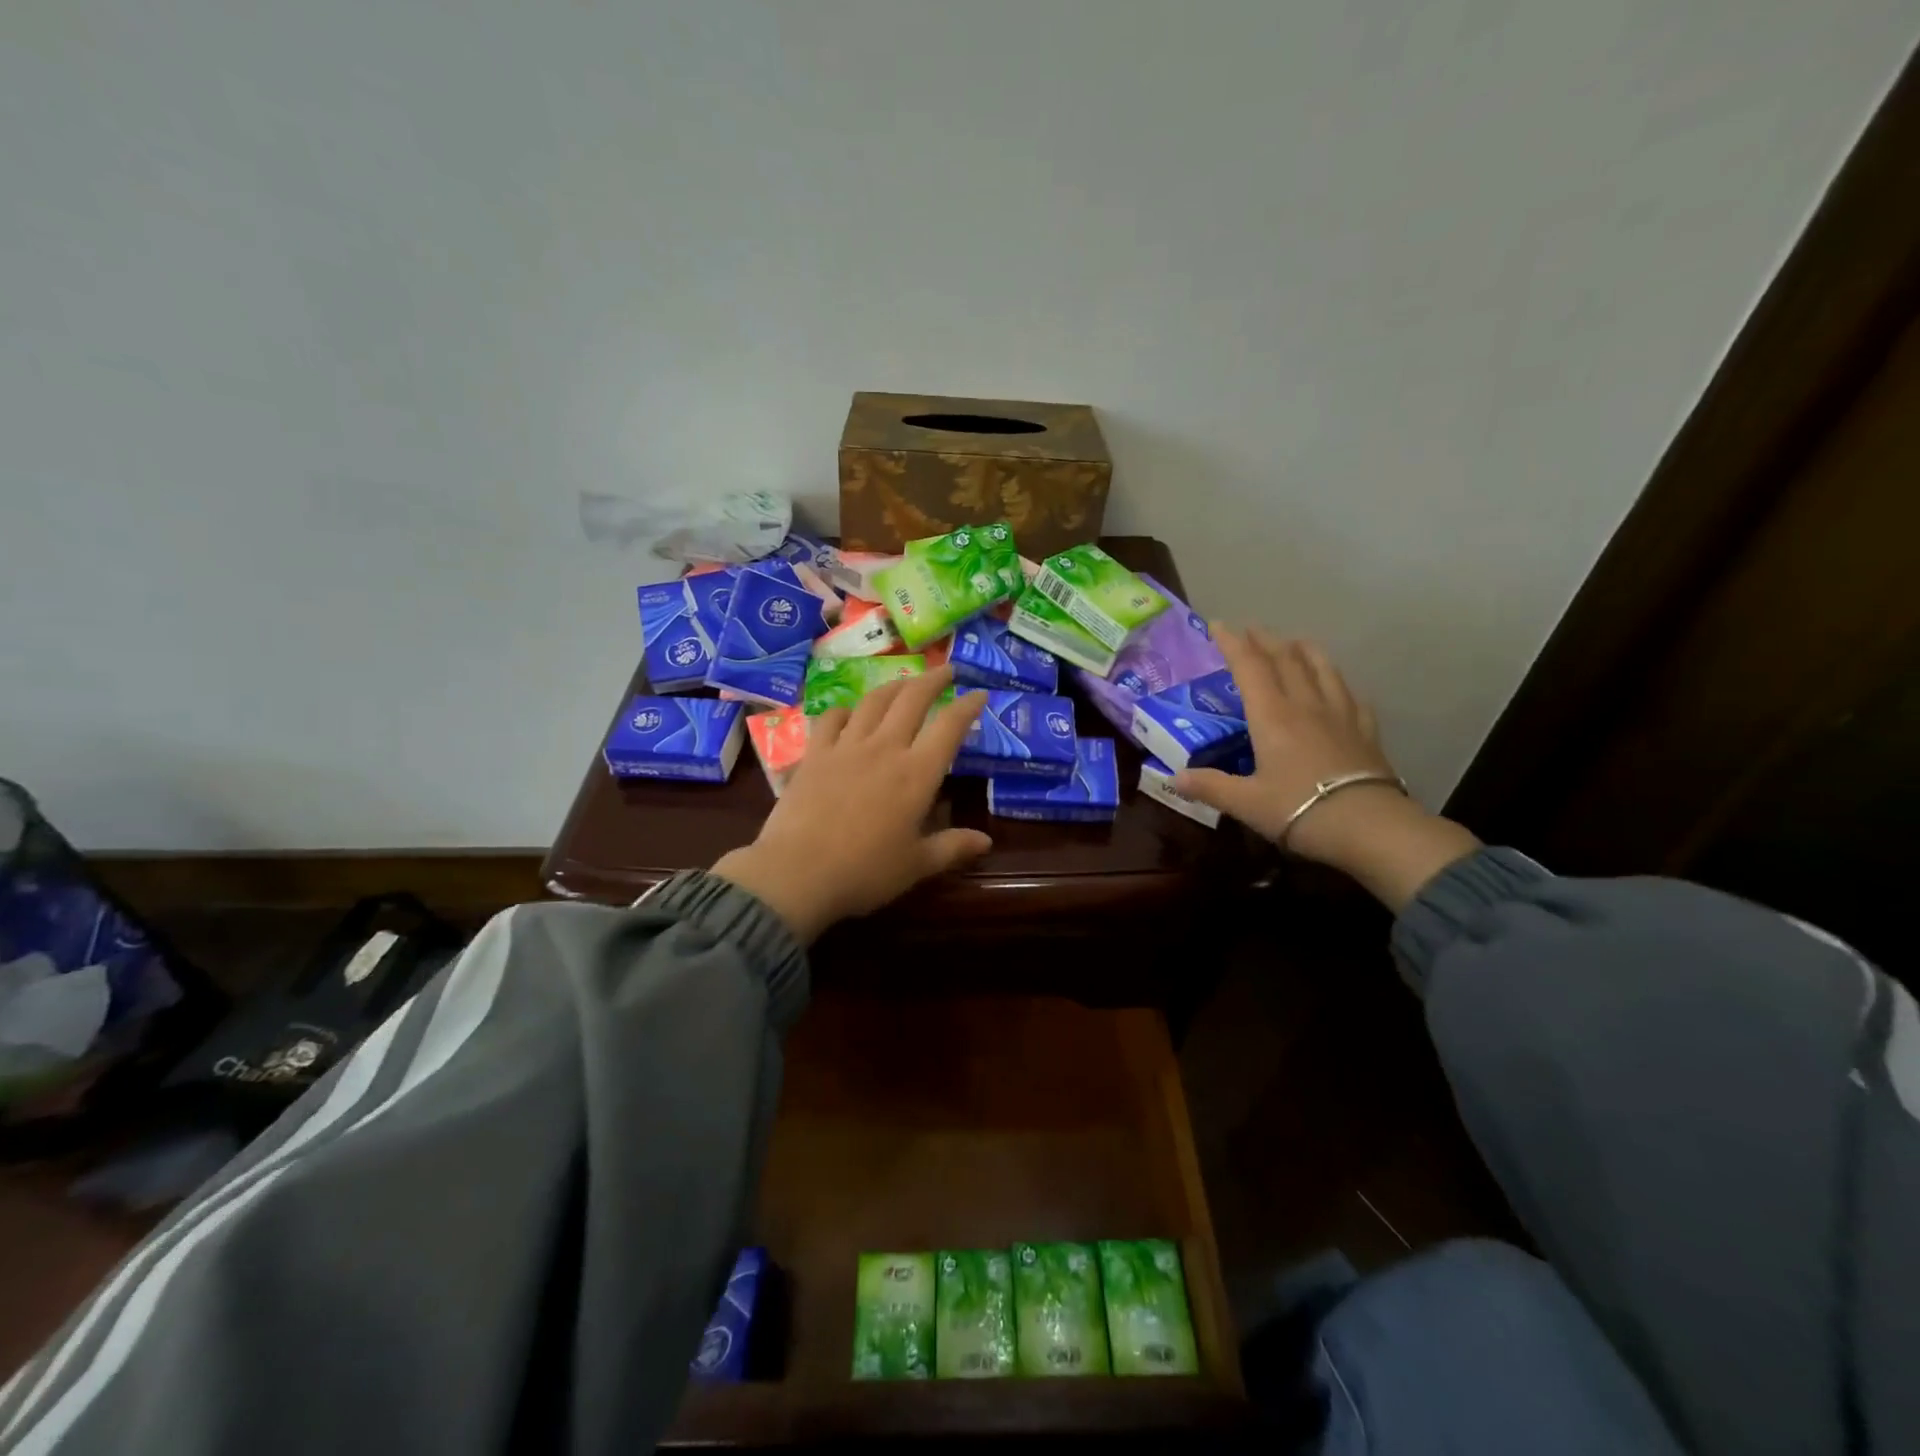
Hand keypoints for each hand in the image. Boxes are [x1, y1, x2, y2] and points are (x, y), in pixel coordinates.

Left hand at [712, 669, 992, 942]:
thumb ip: (952, 847)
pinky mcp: (814, 754)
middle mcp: (884, 749)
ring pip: (873, 702)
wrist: (797, 873)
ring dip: (893, 686)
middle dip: (933, 680)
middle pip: (912, 699)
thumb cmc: (864, 872)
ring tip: (904, 682)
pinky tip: (848, 713)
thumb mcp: (917, 865)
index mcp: (916, 774)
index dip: (967, 706)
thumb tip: (986, 841)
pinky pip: (831, 719)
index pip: (949, 726)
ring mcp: (845, 747)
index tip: (979, 694)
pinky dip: (845, 710)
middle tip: (946, 670)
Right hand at [1173, 629, 1479, 909]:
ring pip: (1321, 668)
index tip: (1218, 625)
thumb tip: (1174, 778)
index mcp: (1272, 716)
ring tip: (1292, 643)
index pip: (1249, 666)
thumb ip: (1210, 787)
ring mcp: (1341, 715)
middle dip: (1265, 640)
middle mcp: (1306, 705)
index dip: (1232, 643)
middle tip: (1250, 630)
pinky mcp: (1366, 731)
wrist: (1369, 827)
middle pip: (1286, 659)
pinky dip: (1335, 681)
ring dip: (1302, 650)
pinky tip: (1335, 686)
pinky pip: (1349, 694)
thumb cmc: (1299, 810)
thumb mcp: (1245, 803)